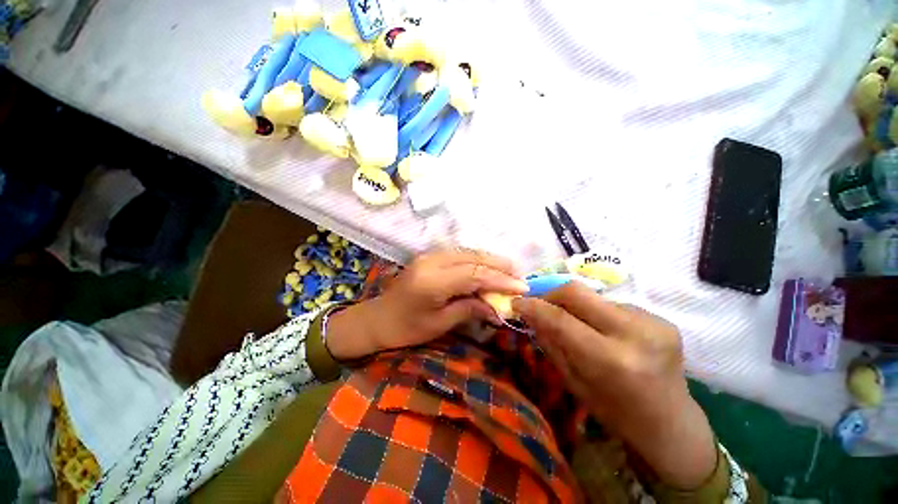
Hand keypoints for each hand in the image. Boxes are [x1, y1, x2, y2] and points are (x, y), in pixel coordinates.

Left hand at [326, 249, 526, 359]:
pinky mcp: (429, 257)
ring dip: (490, 260)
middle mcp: (432, 262)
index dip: (500, 280)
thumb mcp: (439, 324)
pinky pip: (459, 254)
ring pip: (467, 252)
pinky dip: (477, 260)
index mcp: (432, 282)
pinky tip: (488, 267)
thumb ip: (469, 309)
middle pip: (473, 258)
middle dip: (499, 266)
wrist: (377, 319)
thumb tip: (498, 307)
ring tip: (509, 270)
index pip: (474, 274)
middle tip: (520, 275)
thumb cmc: (406, 329)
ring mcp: (429, 256)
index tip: (521, 287)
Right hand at [513, 283, 716, 488]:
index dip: (533, 306)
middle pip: (577, 291)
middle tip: (539, 303)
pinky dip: (596, 312)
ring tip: (571, 321)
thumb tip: (529, 313)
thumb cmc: (616, 412)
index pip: (560, 319)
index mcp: (610, 360)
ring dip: (575, 306)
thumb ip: (550, 342)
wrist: (671, 423)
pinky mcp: (661, 318)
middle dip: (550, 293)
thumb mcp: (573, 382)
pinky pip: (613, 305)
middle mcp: (634, 333)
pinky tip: (600, 329)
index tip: (517, 302)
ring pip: (594, 297)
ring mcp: (652, 322)